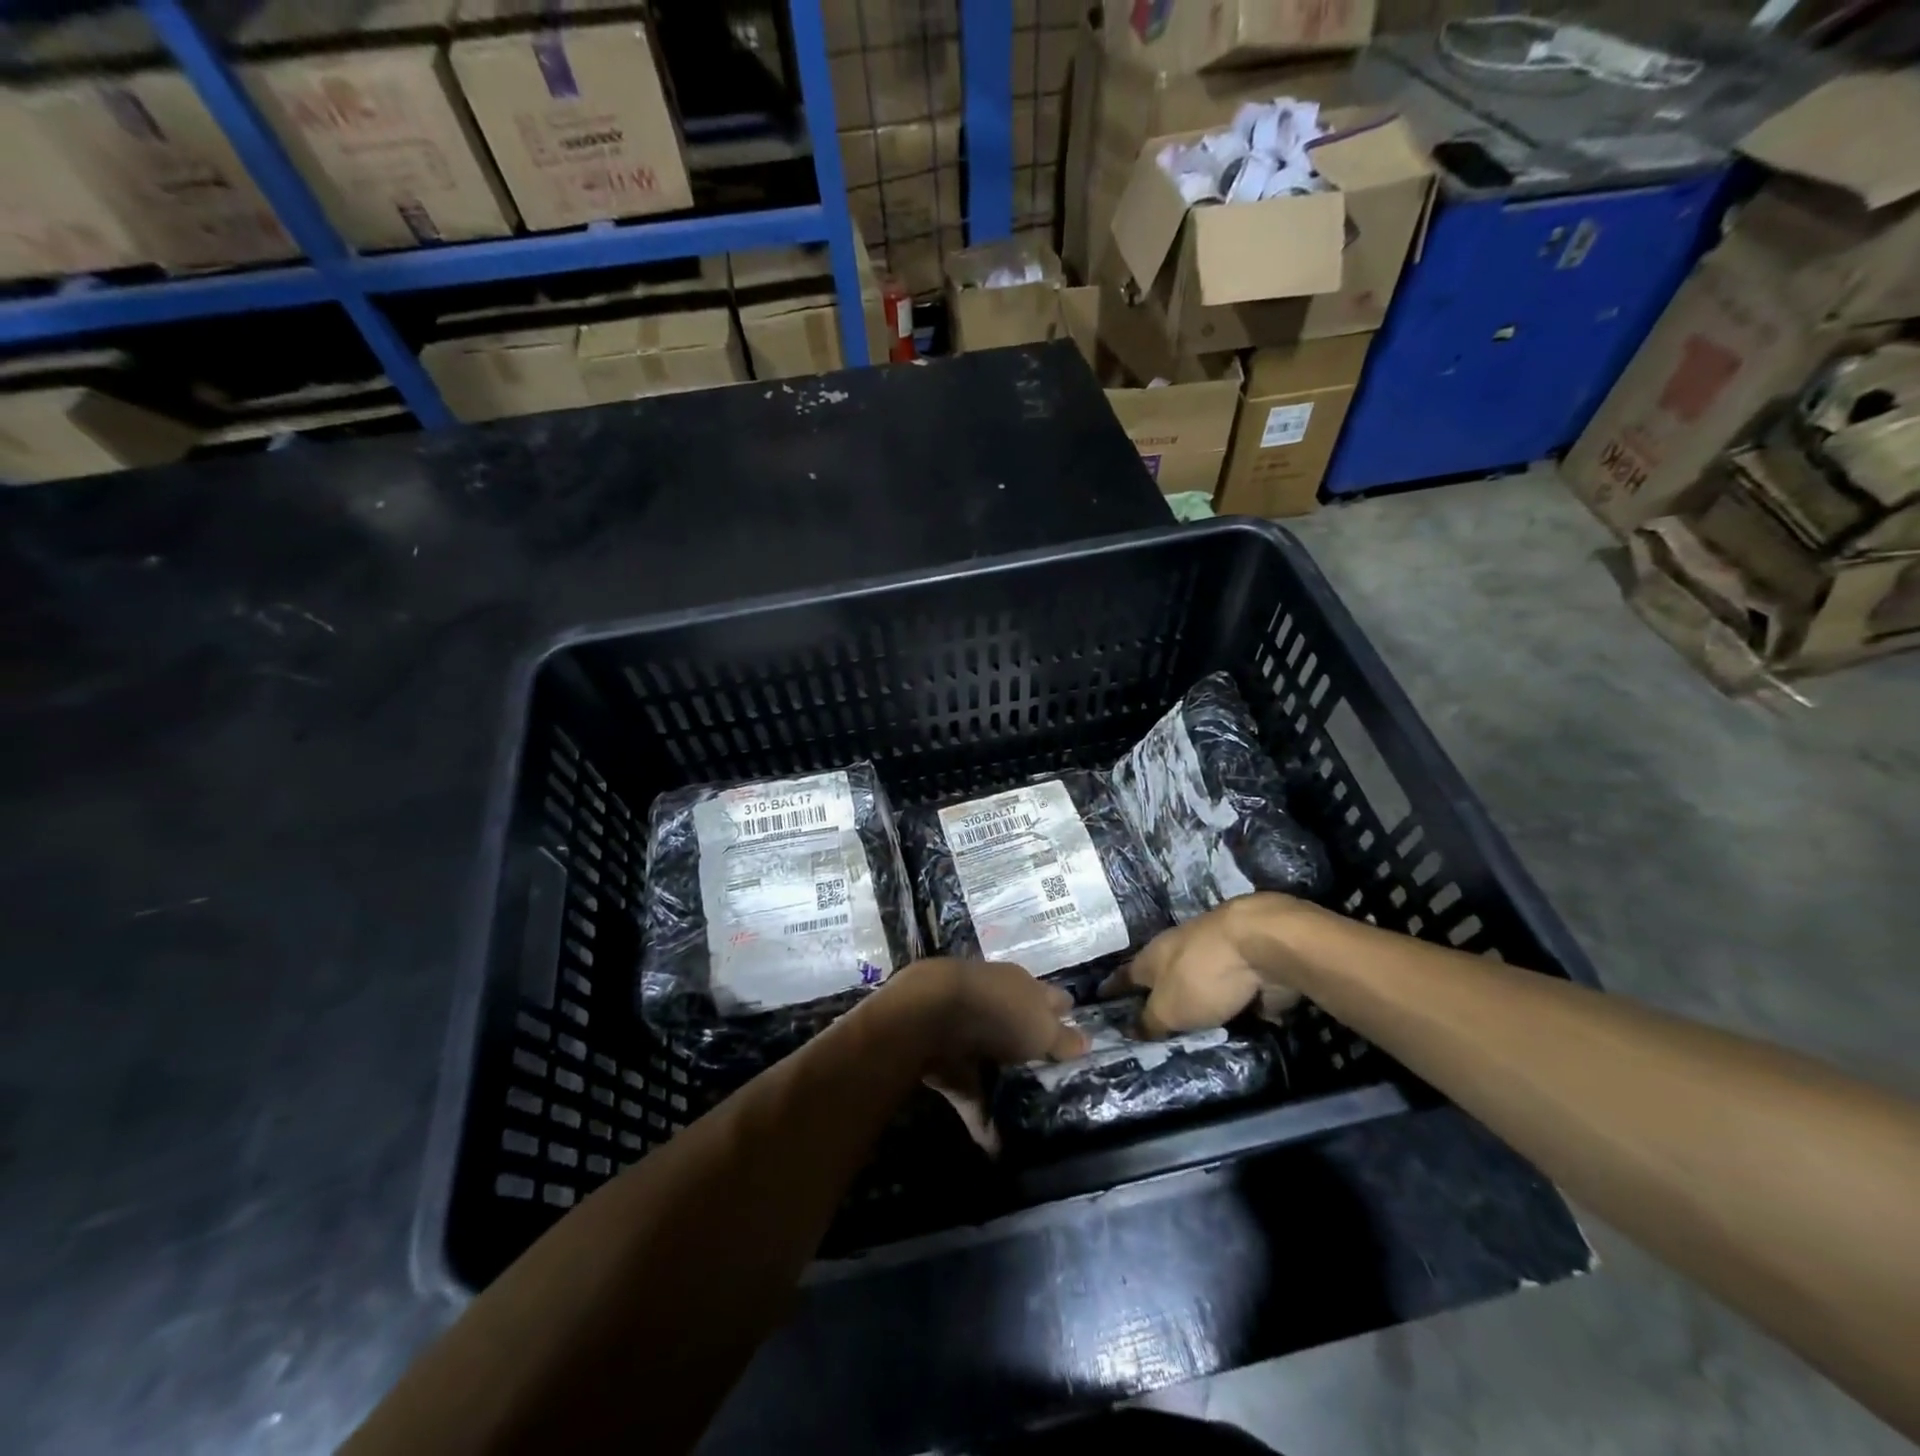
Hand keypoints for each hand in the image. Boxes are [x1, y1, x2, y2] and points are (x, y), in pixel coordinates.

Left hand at [878, 958, 1090, 1152]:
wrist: (930, 1014)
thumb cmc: (999, 1011)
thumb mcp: (1042, 1028)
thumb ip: (1063, 1038)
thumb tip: (1086, 1042)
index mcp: (1021, 986)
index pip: (1050, 998)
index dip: (1064, 1014)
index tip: (1077, 1034)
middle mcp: (995, 1003)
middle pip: (1019, 1025)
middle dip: (1031, 1045)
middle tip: (1052, 1077)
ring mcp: (966, 1030)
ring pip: (991, 1056)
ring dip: (1003, 1083)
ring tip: (1025, 1115)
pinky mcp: (944, 1060)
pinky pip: (968, 1091)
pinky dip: (980, 1117)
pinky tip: (994, 1148)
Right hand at [1101, 897, 1302, 1038]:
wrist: (1264, 944)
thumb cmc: (1203, 975)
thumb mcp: (1169, 1009)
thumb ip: (1149, 1022)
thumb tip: (1129, 1031)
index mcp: (1152, 956)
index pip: (1125, 975)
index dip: (1112, 988)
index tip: (1100, 997)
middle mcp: (1178, 949)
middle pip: (1161, 974)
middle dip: (1155, 992)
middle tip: (1149, 1020)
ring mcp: (1214, 953)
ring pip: (1196, 979)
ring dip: (1193, 996)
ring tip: (1189, 1026)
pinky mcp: (1246, 962)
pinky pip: (1229, 988)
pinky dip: (1227, 999)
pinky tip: (1230, 1019)